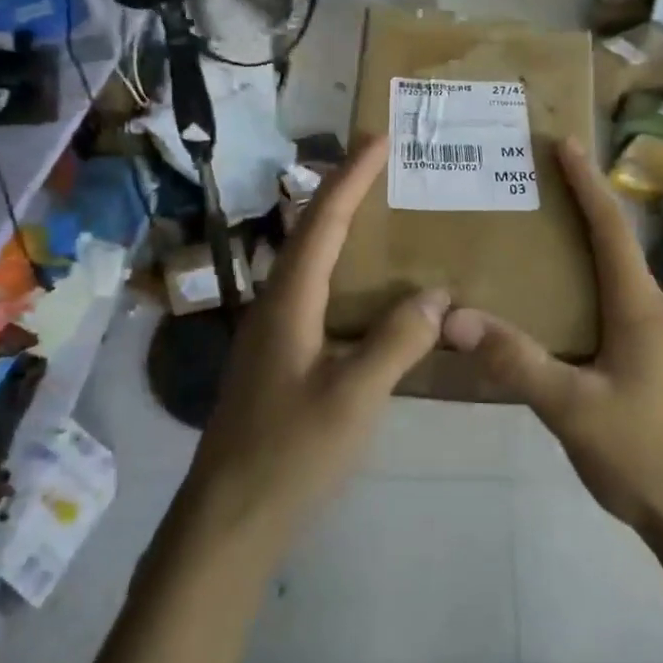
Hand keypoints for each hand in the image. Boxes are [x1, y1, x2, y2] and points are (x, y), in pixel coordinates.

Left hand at [184, 139, 448, 555]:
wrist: (227, 522)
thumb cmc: (289, 455)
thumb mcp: (354, 398)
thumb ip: (396, 342)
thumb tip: (436, 294)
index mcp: (288, 302)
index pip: (323, 222)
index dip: (352, 177)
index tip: (379, 140)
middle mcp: (274, 307)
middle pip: (310, 233)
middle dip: (345, 193)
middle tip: (383, 168)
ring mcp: (270, 335)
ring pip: (309, 266)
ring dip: (341, 233)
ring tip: (381, 217)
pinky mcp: (276, 361)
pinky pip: (313, 298)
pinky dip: (342, 277)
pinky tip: (367, 296)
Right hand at [441, 138, 662, 546]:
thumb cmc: (645, 456)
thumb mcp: (572, 409)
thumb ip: (515, 361)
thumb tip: (455, 317)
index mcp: (641, 310)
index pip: (612, 230)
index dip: (587, 184)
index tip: (564, 144)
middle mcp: (660, 315)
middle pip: (618, 250)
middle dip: (581, 214)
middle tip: (536, 193)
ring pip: (620, 285)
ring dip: (586, 258)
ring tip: (540, 250)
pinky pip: (622, 314)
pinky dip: (592, 296)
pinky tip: (564, 319)